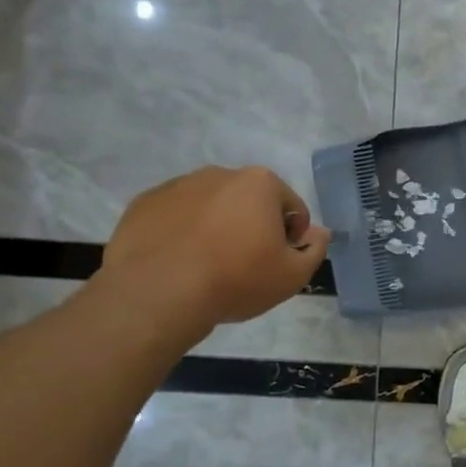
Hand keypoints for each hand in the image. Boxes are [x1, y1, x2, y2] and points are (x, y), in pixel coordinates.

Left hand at [99, 166, 330, 346]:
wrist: (159, 293)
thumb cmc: (236, 279)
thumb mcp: (292, 276)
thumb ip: (315, 250)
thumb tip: (320, 233)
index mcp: (260, 183)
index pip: (292, 208)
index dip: (293, 238)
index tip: (279, 263)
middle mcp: (219, 174)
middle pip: (250, 202)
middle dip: (253, 227)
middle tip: (246, 265)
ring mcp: (177, 186)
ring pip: (211, 207)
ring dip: (218, 227)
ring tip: (209, 265)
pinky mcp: (145, 204)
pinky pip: (176, 216)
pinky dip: (183, 233)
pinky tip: (181, 263)